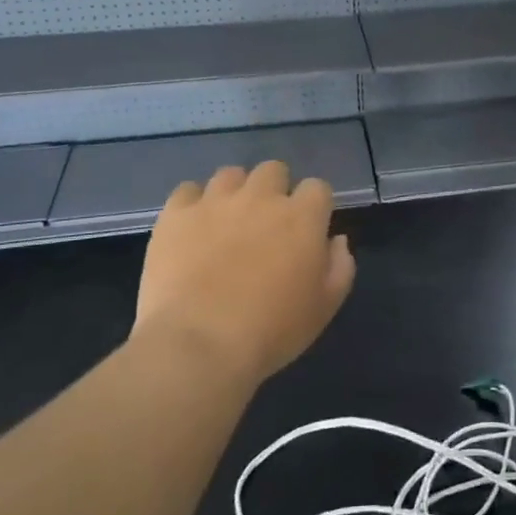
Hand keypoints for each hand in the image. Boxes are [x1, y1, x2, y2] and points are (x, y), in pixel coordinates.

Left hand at [134, 161, 355, 383]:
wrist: (198, 345)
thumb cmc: (272, 331)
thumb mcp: (324, 307)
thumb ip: (340, 266)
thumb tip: (336, 239)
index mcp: (302, 217)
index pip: (318, 187)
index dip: (314, 206)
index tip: (308, 230)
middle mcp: (261, 197)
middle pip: (274, 170)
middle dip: (275, 189)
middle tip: (267, 224)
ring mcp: (215, 202)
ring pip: (230, 174)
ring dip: (235, 192)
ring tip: (228, 222)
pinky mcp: (175, 215)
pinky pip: (187, 190)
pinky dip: (193, 204)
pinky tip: (193, 228)